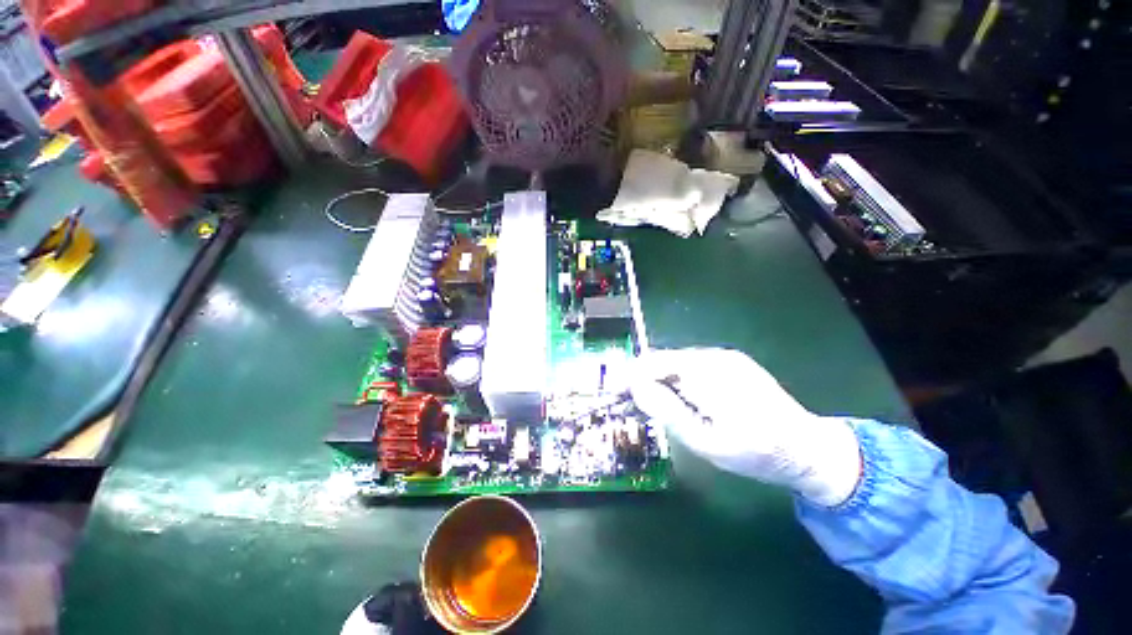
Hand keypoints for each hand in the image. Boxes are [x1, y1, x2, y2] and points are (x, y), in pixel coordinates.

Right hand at [629, 348, 861, 506]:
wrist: (807, 448)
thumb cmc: (756, 454)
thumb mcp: (705, 442)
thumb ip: (668, 411)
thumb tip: (636, 388)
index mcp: (709, 374)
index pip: (655, 364)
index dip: (630, 375)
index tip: (613, 391)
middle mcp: (715, 356)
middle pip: (664, 360)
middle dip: (643, 378)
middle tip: (631, 401)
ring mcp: (724, 356)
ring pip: (676, 361)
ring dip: (660, 379)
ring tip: (654, 403)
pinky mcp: (730, 361)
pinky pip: (691, 364)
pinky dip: (677, 378)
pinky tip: (681, 397)